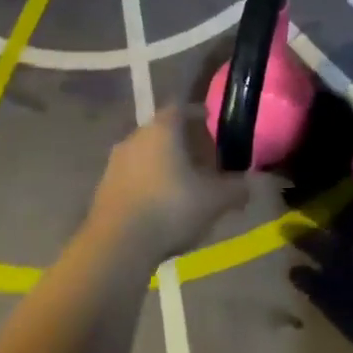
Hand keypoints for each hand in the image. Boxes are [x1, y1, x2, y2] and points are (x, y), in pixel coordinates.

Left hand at [91, 107, 248, 262]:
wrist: (117, 245)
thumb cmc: (170, 209)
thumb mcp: (213, 201)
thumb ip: (235, 189)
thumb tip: (249, 185)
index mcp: (161, 129)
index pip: (180, 107)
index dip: (196, 112)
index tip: (210, 121)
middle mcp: (135, 137)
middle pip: (162, 130)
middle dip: (182, 142)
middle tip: (201, 158)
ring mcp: (115, 162)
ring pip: (145, 154)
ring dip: (162, 163)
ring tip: (182, 183)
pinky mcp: (103, 187)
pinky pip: (131, 176)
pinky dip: (147, 182)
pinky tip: (159, 204)